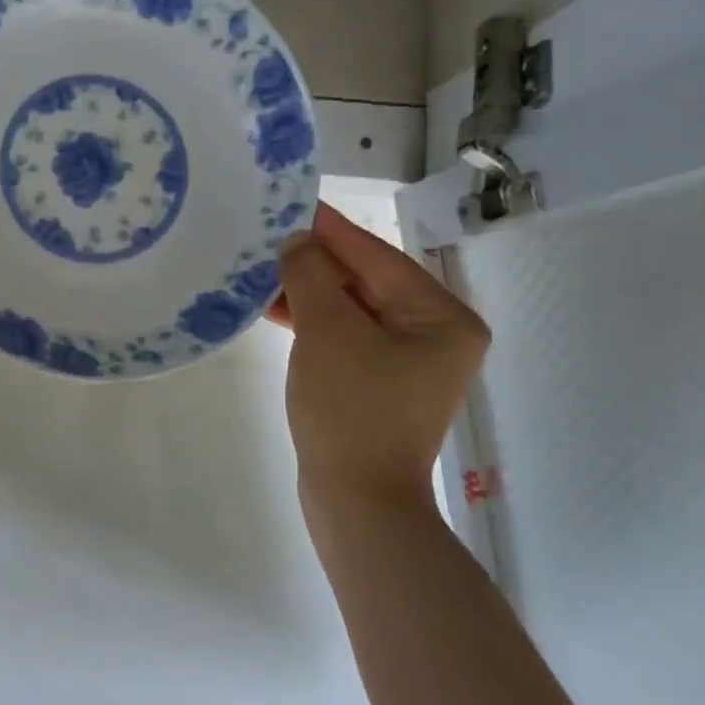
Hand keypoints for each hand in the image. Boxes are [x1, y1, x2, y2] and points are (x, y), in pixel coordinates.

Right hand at [272, 202, 489, 509]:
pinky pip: (345, 337)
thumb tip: (297, 241)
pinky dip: (313, 323)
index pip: (378, 258)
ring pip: (352, 311)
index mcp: (442, 317)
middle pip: (367, 282)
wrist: (356, 500)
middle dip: (315, 262)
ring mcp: (407, 362)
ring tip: (261, 271)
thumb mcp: (327, 332)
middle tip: (268, 237)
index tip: (293, 204)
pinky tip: (275, 309)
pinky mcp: (379, 384)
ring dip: (308, 292)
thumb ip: (311, 276)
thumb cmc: (350, 409)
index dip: (332, 230)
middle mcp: (434, 334)